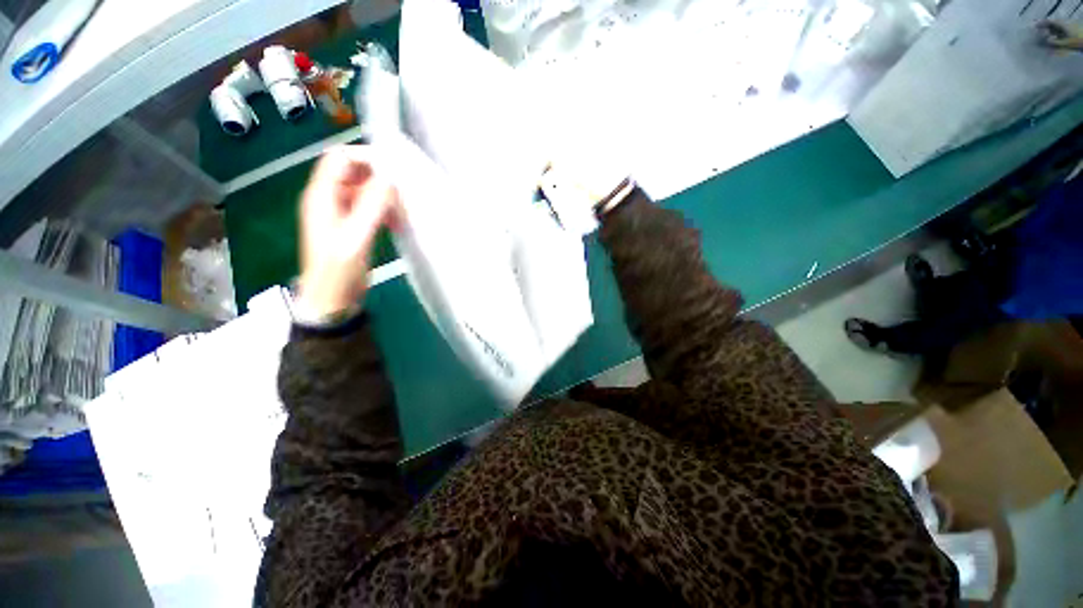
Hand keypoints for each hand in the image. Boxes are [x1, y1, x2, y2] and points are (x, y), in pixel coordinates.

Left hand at [297, 145, 399, 318]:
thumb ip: (371, 207)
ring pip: (367, 190)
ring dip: (386, 198)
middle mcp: (330, 198)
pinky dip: (385, 211)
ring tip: (402, 215)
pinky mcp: (353, 224)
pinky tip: (397, 224)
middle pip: (356, 172)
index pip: (341, 158)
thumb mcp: (355, 239)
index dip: (367, 159)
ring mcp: (342, 211)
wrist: (332, 300)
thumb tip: (391, 180)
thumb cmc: (338, 272)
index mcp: (322, 196)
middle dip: (381, 180)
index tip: (395, 172)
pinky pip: (371, 207)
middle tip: (402, 198)